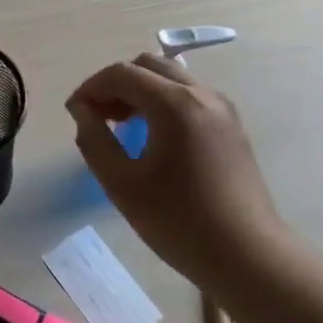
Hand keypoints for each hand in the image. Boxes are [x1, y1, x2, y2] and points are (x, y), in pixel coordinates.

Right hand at [66, 53, 286, 288]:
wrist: (248, 257)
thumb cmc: (179, 222)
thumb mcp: (122, 184)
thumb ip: (94, 140)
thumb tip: (83, 111)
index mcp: (174, 104)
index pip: (121, 73)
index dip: (91, 88)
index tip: (74, 113)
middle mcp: (202, 94)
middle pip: (148, 65)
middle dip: (116, 84)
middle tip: (97, 116)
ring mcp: (222, 109)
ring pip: (171, 78)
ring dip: (140, 91)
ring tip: (121, 126)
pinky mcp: (232, 127)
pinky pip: (189, 96)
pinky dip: (163, 102)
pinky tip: (153, 137)